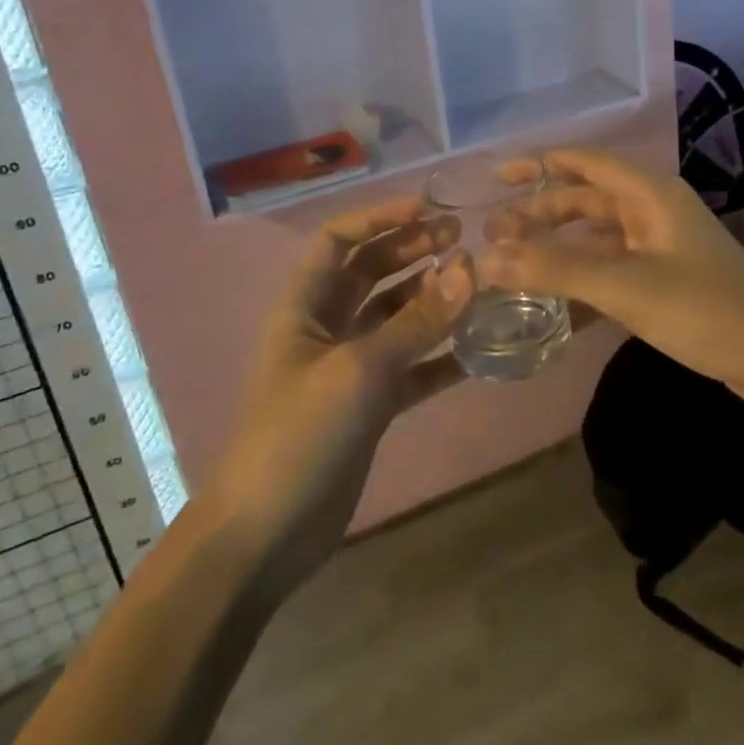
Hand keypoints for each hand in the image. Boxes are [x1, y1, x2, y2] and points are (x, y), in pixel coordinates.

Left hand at [206, 197, 471, 592]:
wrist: (265, 536)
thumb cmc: (299, 435)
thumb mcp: (360, 371)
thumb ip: (417, 321)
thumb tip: (470, 267)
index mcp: (305, 304)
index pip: (339, 239)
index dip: (379, 216)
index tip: (429, 209)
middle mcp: (327, 325)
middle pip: (372, 270)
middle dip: (413, 249)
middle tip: (463, 239)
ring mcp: (350, 366)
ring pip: (396, 316)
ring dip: (432, 298)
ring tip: (476, 283)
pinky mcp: (371, 404)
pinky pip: (412, 365)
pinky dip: (441, 354)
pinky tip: (478, 348)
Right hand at [487, 150, 743, 415]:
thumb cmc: (705, 310)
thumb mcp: (624, 287)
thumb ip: (555, 269)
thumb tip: (487, 257)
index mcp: (649, 194)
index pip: (584, 163)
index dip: (539, 165)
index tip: (497, 178)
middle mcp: (653, 210)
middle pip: (586, 200)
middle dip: (541, 211)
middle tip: (493, 231)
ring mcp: (661, 245)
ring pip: (597, 235)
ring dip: (558, 244)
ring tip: (514, 259)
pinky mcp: (667, 278)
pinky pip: (612, 264)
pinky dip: (581, 273)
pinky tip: (554, 294)